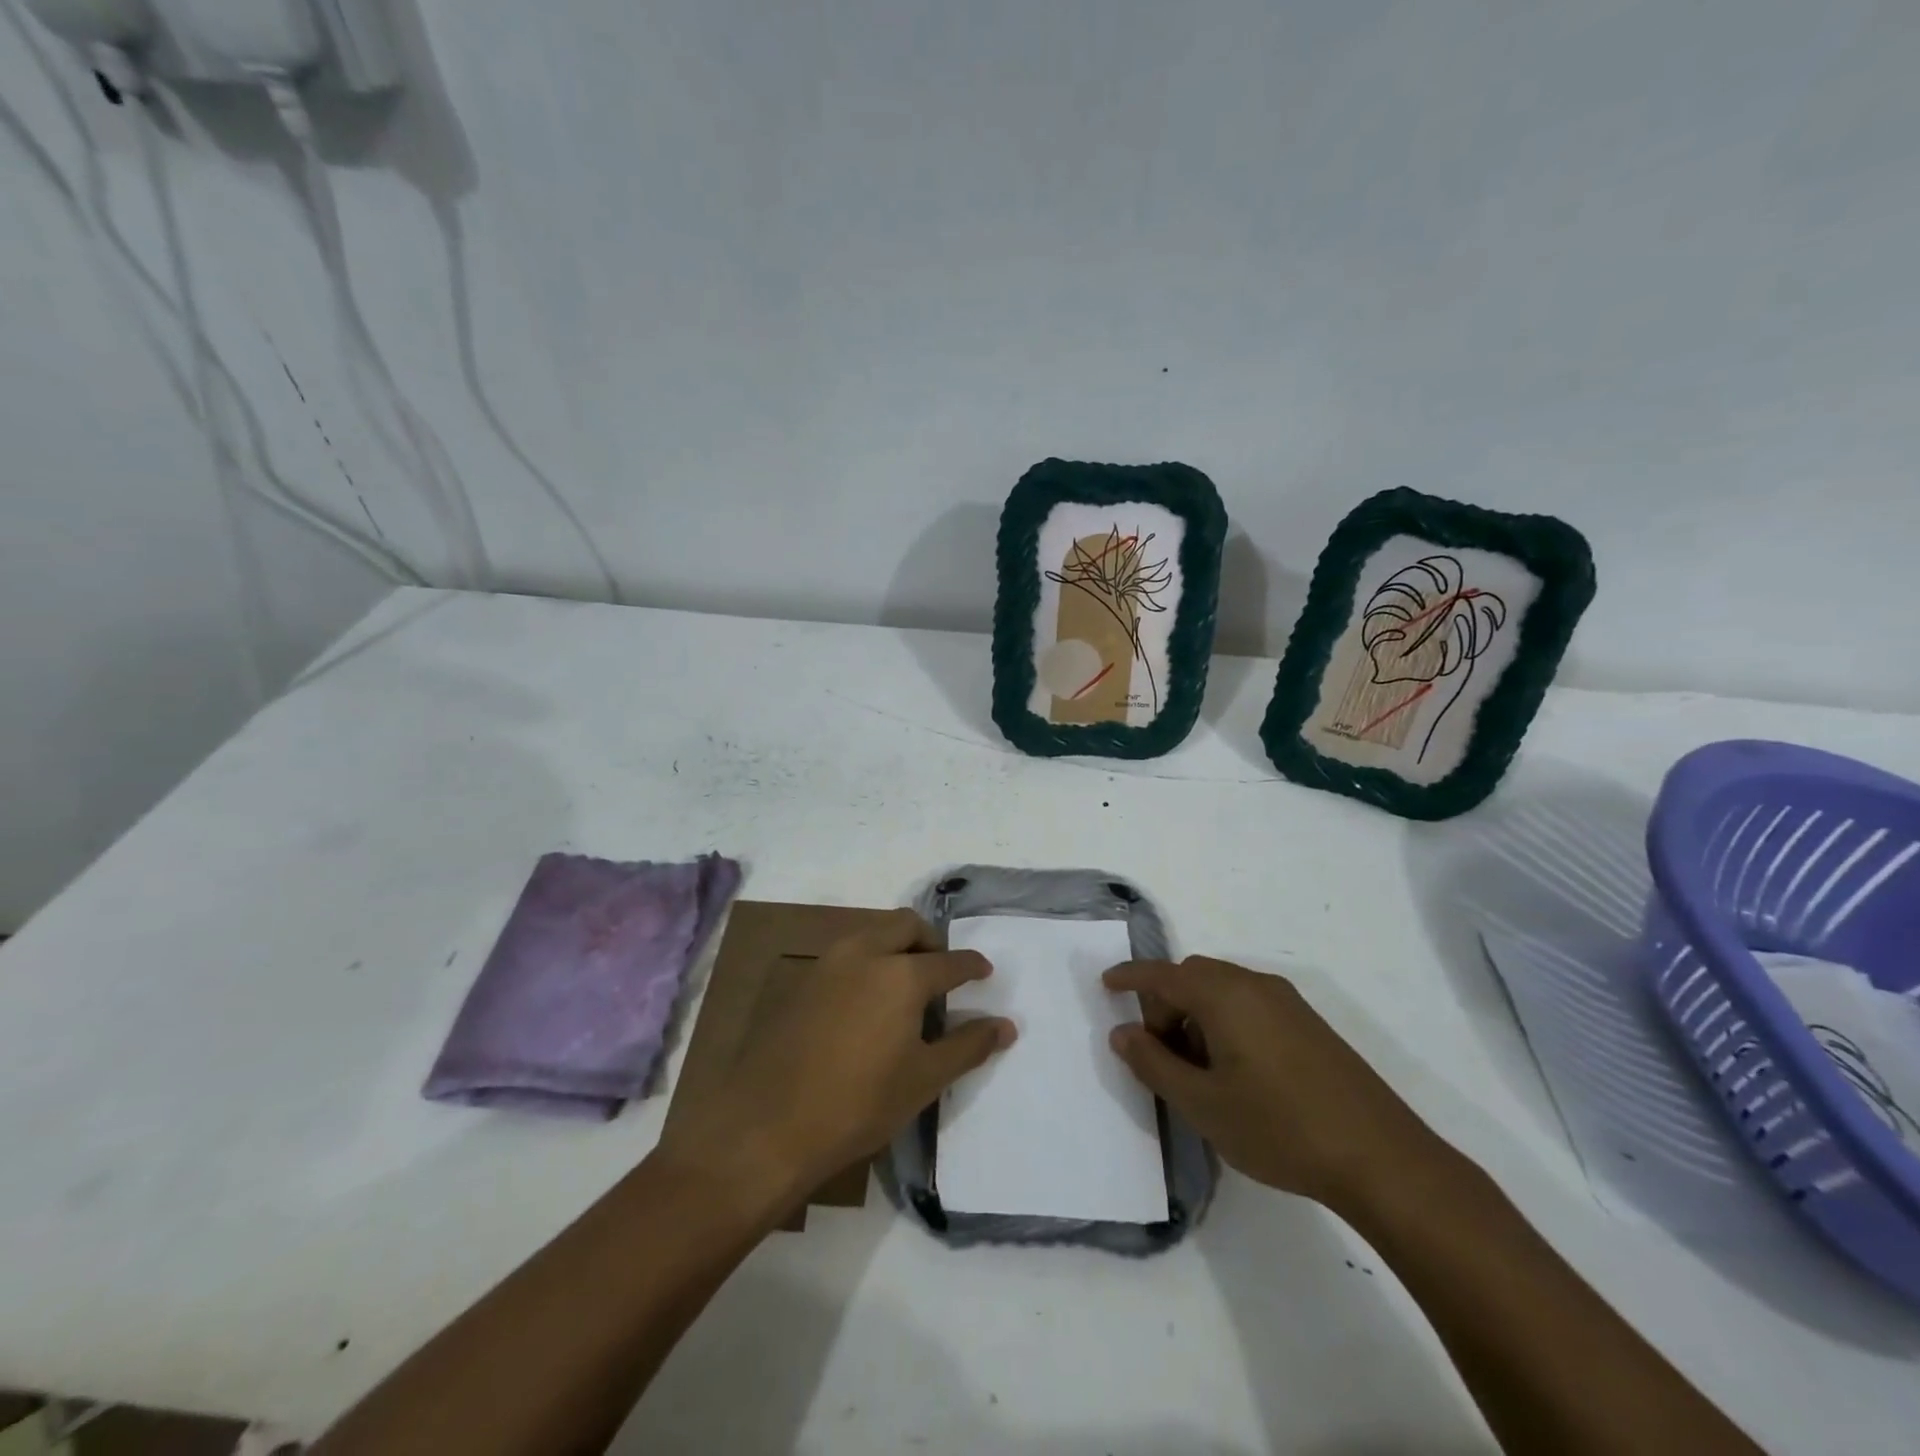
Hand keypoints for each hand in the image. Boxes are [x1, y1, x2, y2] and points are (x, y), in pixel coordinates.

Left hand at [657, 911, 1015, 1209]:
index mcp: (901, 974)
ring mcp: (828, 963)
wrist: (766, 1125)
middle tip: (942, 972)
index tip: (984, 972)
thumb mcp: (923, 1079)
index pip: (949, 960)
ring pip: (872, 934)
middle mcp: (865, 953)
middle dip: (931, 941)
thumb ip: (968, 1045)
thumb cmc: (858, 1104)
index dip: (972, 966)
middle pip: (907, 926)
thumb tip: (1006, 1025)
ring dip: (896, 947)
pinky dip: (867, 962)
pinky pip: (846, 954)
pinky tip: (866, 1004)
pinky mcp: (802, 981)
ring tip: (905, 988)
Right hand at [1104, 957, 1435, 1211]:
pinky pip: (1249, 1004)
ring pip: (1222, 990)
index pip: (1162, 973)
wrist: (1383, 1159)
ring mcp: (1287, 1002)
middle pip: (1193, 977)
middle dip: (1165, 1005)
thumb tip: (1122, 1032)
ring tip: (1198, 1071)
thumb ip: (1153, 1063)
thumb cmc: (1279, 1127)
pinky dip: (1226, 1022)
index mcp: (1223, 995)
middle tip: (1160, 1053)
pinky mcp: (1309, 1024)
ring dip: (1196, 1015)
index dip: (1130, 976)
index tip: (1105, 984)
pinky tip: (1236, 1072)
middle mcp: (1254, 984)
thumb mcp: (1202, 1103)